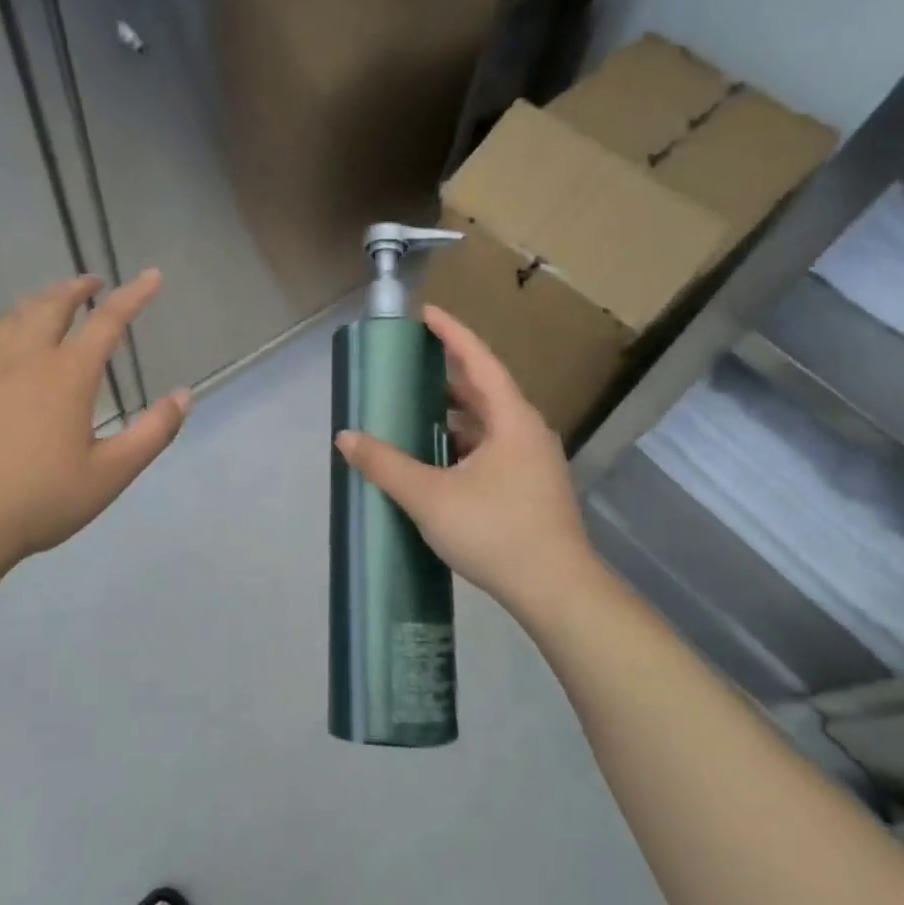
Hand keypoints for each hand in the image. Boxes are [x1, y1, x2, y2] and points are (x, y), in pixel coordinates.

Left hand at [0, 270, 189, 582]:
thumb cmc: (42, 500)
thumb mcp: (111, 473)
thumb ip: (153, 432)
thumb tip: (184, 396)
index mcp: (68, 376)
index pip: (108, 322)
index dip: (134, 296)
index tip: (152, 276)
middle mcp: (24, 362)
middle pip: (50, 308)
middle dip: (75, 289)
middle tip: (91, 283)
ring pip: (7, 323)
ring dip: (31, 304)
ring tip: (45, 301)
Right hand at [335, 305, 602, 619]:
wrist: (558, 592)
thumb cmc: (496, 532)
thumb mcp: (430, 497)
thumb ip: (385, 465)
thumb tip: (346, 438)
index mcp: (511, 420)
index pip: (478, 360)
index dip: (451, 333)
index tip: (425, 313)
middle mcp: (527, 432)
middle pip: (485, 390)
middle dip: (448, 373)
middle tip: (411, 363)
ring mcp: (534, 462)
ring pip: (489, 424)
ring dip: (455, 413)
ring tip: (417, 410)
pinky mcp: (532, 488)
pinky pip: (493, 449)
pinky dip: (463, 443)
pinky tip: (438, 460)